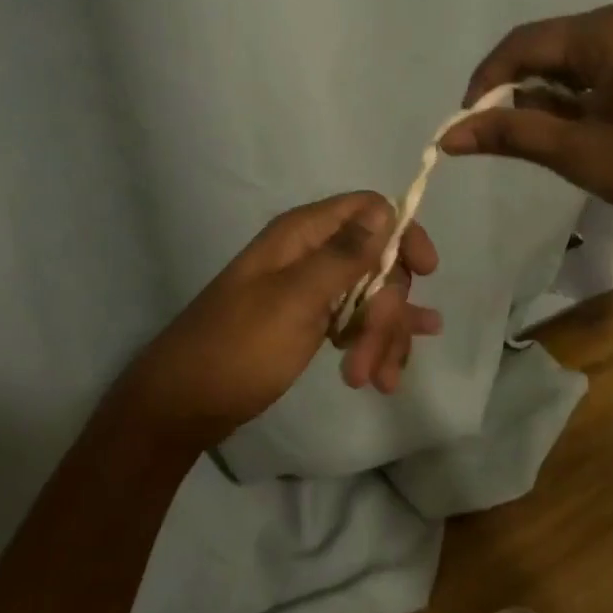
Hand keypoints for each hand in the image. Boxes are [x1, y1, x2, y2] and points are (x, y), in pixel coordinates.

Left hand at [120, 192, 442, 450]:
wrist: (185, 404)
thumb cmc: (238, 347)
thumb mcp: (295, 300)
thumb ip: (344, 255)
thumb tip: (387, 209)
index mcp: (302, 235)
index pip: (369, 210)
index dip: (403, 234)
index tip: (427, 273)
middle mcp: (310, 254)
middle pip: (377, 262)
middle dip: (386, 311)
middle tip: (371, 360)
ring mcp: (310, 289)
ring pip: (371, 298)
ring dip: (380, 337)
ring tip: (373, 382)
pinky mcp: (310, 322)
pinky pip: (355, 322)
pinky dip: (372, 345)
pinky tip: (392, 370)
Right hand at [439, 5, 612, 265]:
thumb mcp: (584, 155)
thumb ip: (513, 134)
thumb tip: (449, 135)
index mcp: (610, 31)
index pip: (524, 42)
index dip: (486, 80)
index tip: (466, 122)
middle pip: (549, 46)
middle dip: (517, 88)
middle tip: (499, 134)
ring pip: (576, 58)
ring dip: (548, 94)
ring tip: (538, 138)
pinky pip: (605, 66)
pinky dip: (580, 94)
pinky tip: (576, 128)